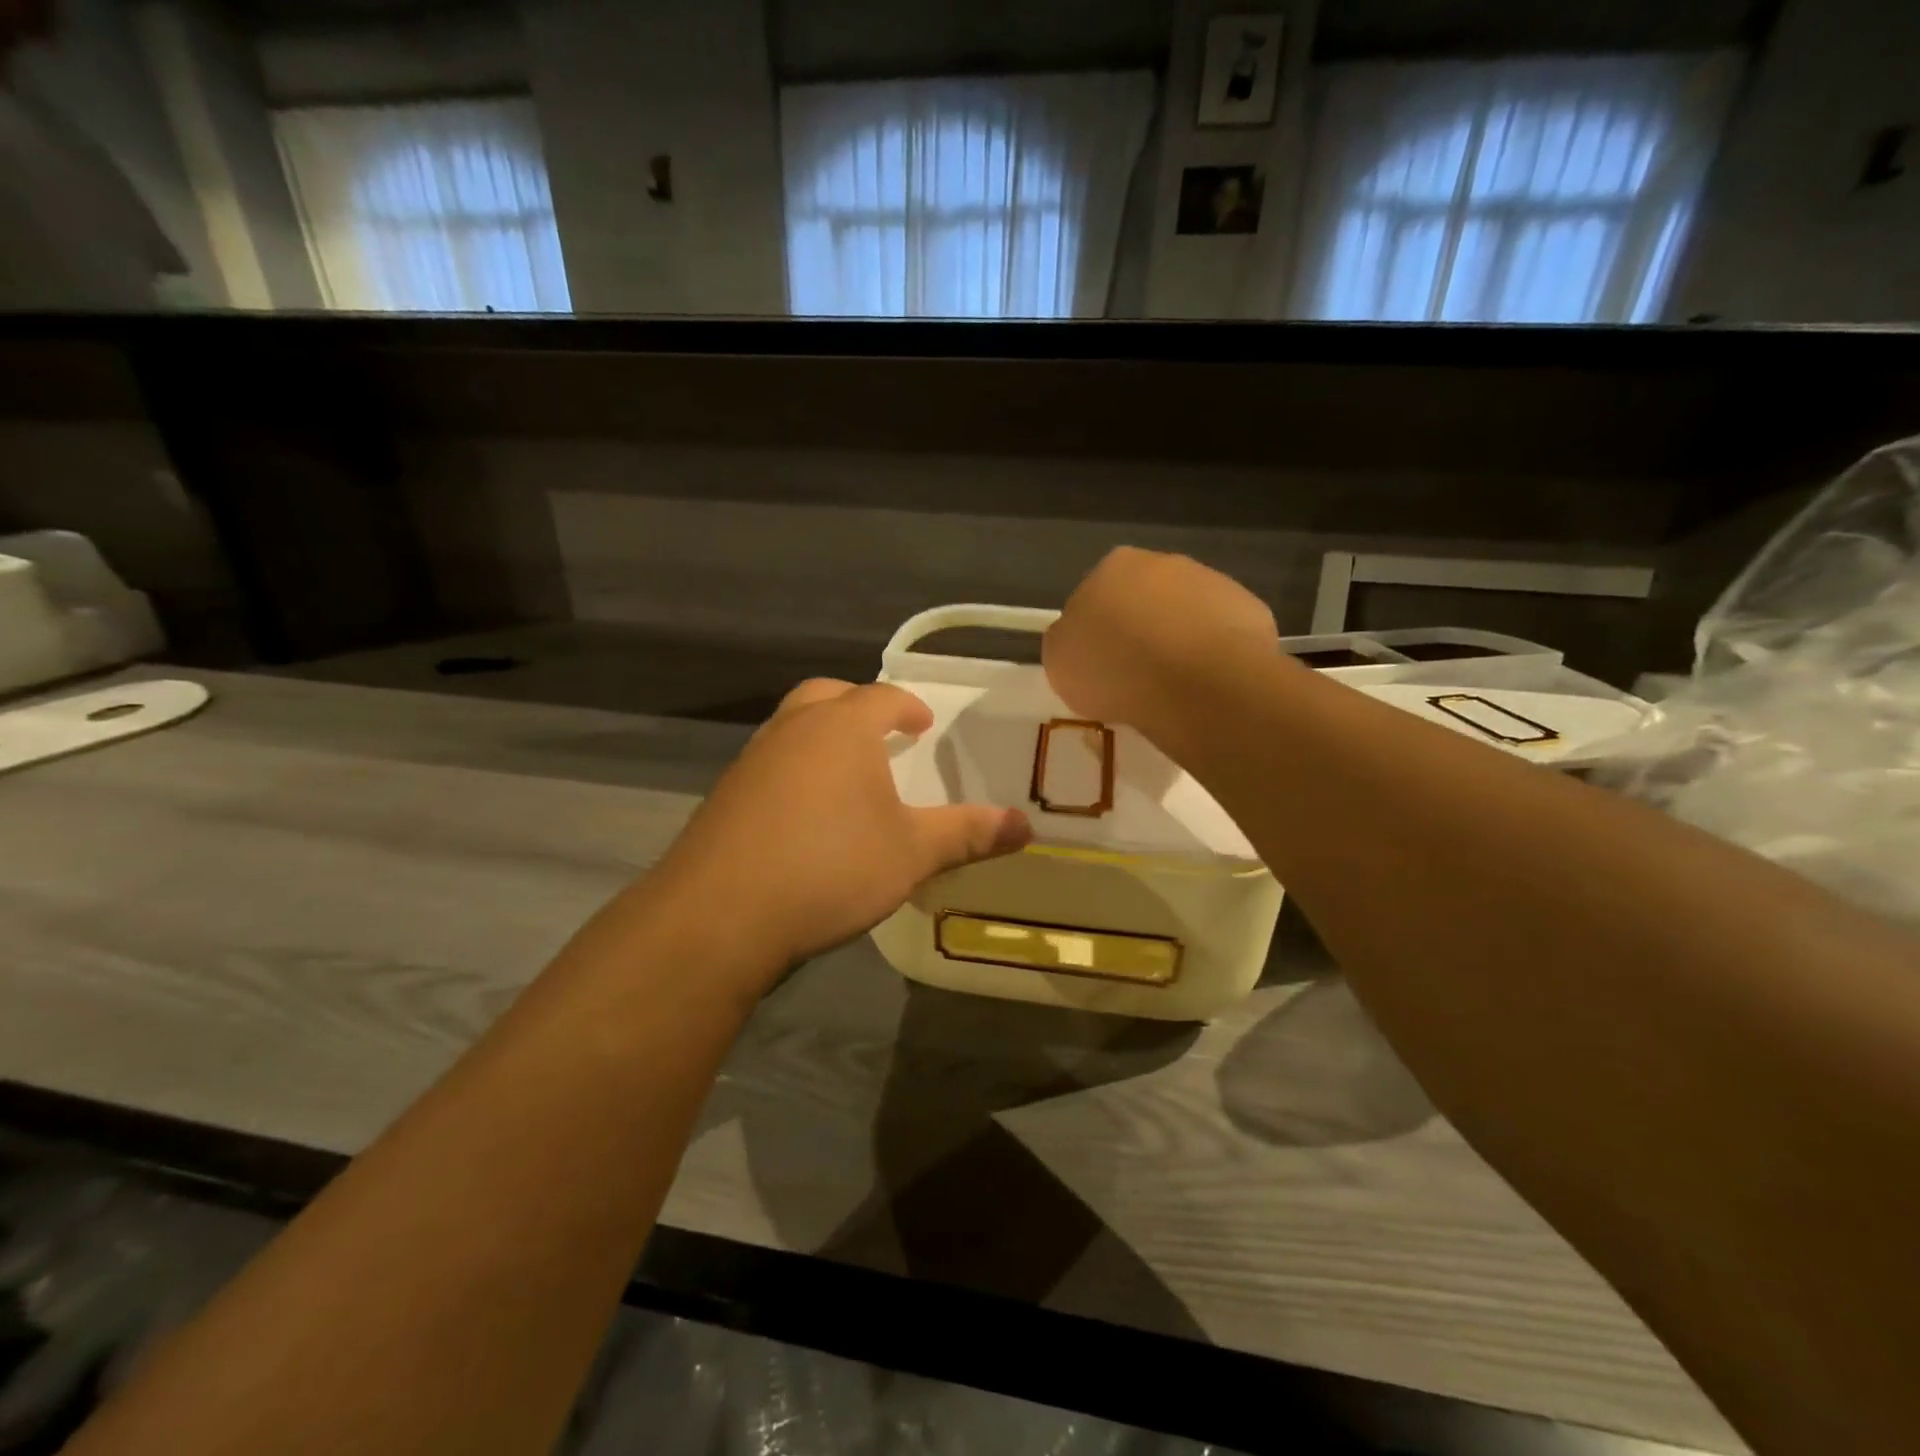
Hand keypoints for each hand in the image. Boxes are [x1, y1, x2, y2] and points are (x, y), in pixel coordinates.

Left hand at [650, 679, 1030, 975]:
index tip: (922, 723)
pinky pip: (768, 765)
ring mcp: (751, 762)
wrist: (719, 914)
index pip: (881, 697)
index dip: (907, 705)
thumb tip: (1027, 826)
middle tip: (881, 733)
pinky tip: (804, 815)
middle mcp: (793, 730)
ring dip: (820, 738)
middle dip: (857, 708)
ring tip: (846, 775)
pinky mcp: (724, 797)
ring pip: (791, 727)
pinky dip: (793, 772)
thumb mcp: (912, 853)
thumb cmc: (830, 867)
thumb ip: (969, 834)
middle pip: (827, 696)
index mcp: (842, 728)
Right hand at [1044, 548, 1277, 733]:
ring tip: (1174, 686)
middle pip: (1145, 598)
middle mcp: (1164, 563)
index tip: (1100, 664)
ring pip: (1187, 613)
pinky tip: (1206, 685)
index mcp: (1113, 567)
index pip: (1098, 594)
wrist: (1194, 683)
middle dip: (1142, 629)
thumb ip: (1069, 640)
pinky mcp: (1250, 609)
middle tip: (1136, 675)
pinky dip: (1213, 655)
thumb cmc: (1114, 669)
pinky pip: (1222, 635)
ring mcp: (1212, 582)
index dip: (1098, 631)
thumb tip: (1080, 637)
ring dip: (1180, 640)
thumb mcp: (1060, 661)